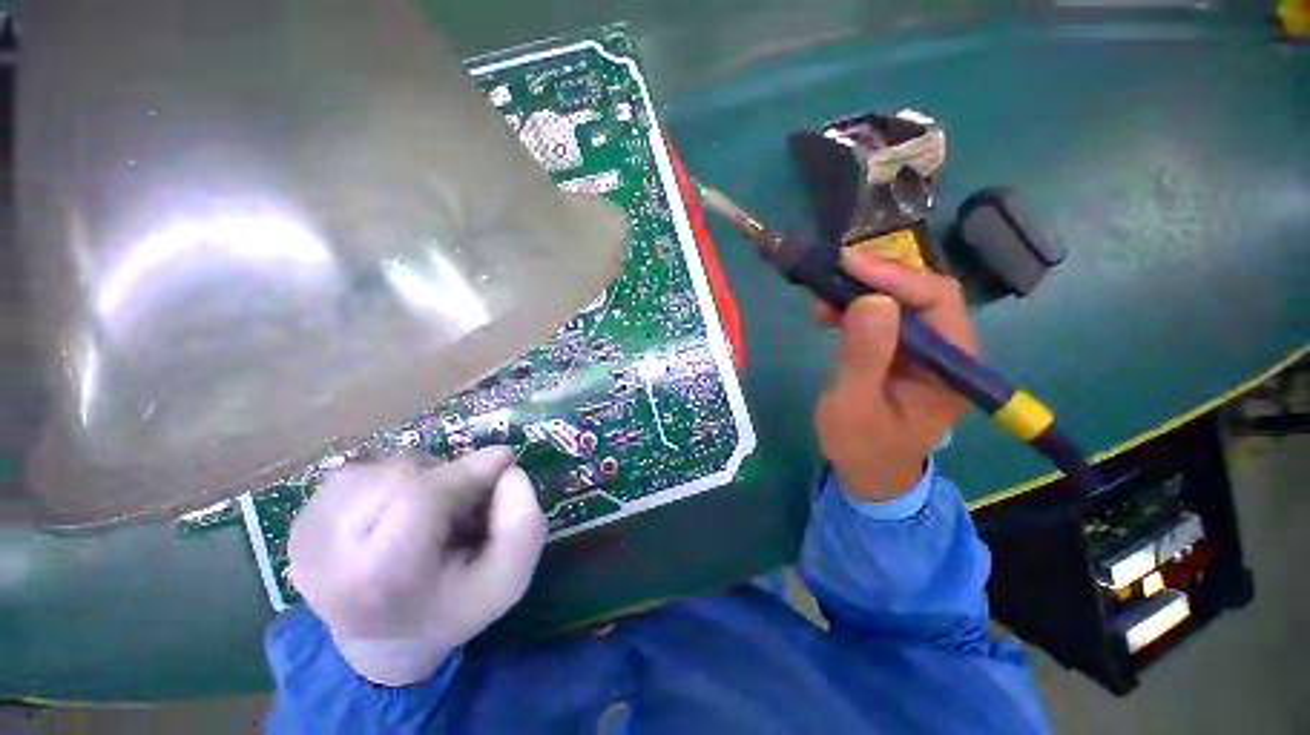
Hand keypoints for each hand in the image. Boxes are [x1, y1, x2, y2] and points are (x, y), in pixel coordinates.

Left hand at [287, 446, 545, 685]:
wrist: (383, 641)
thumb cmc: (453, 607)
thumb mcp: (508, 580)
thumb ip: (523, 524)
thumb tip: (505, 466)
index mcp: (377, 580)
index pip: (418, 497)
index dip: (466, 472)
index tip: (503, 461)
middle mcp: (324, 554)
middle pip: (400, 476)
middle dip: (447, 478)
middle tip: (466, 504)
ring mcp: (304, 535)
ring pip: (382, 468)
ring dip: (421, 479)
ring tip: (430, 515)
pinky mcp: (298, 521)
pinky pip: (362, 471)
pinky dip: (393, 481)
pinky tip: (397, 514)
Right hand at [813, 252, 975, 501]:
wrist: (868, 473)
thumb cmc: (861, 446)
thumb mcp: (854, 405)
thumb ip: (864, 356)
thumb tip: (871, 299)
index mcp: (951, 366)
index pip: (937, 301)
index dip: (895, 277)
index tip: (849, 264)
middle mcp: (947, 350)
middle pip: (921, 293)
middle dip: (876, 278)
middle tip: (832, 270)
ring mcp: (924, 350)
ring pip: (900, 302)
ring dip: (861, 290)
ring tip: (821, 294)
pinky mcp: (901, 352)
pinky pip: (882, 317)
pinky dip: (854, 307)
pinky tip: (828, 310)